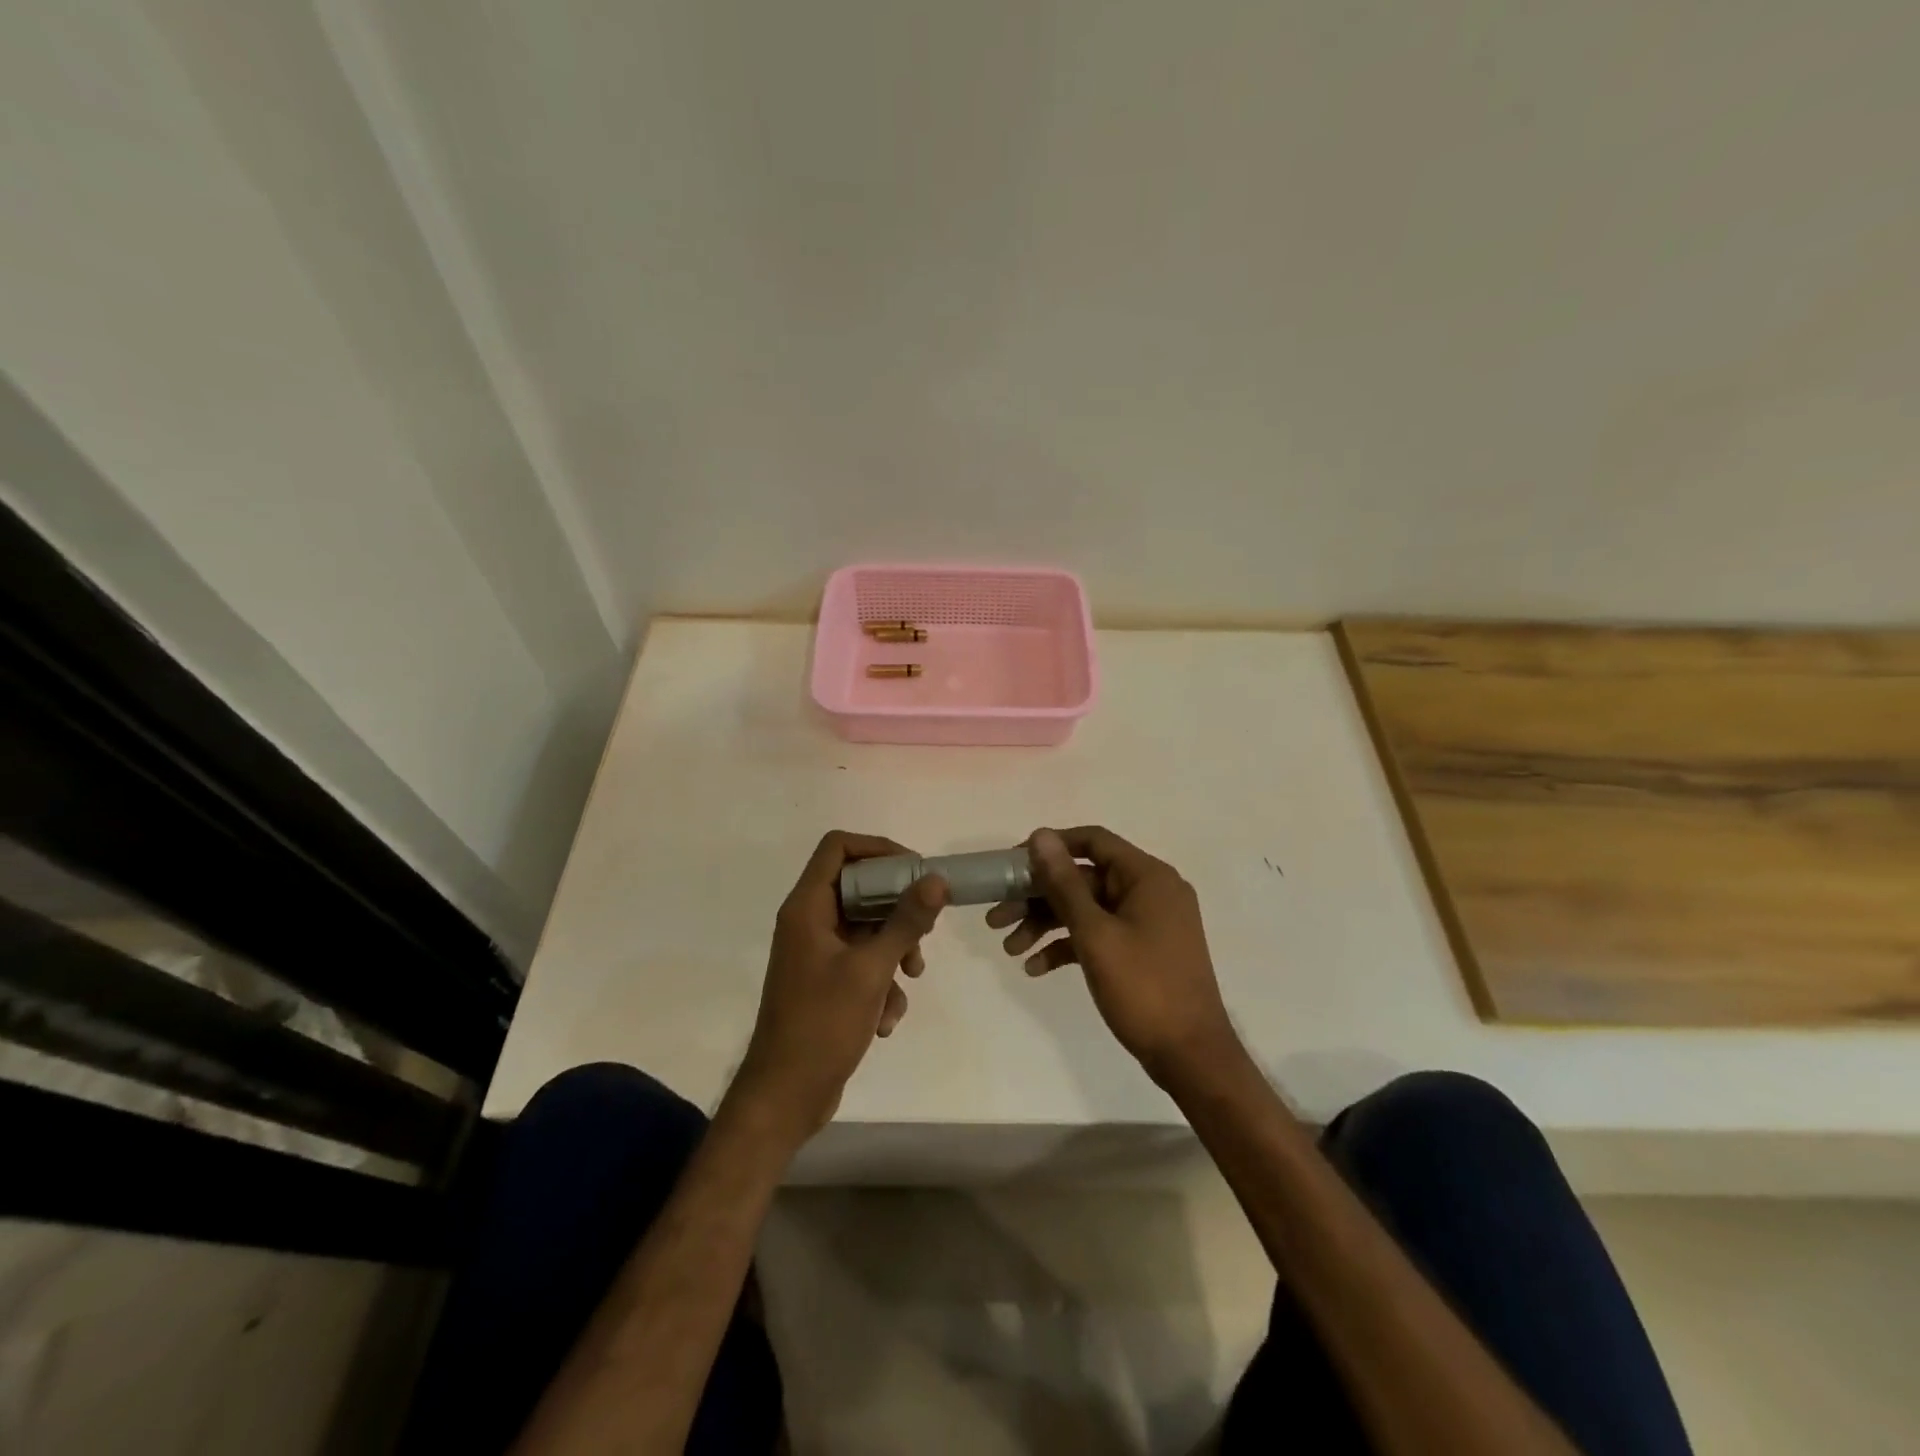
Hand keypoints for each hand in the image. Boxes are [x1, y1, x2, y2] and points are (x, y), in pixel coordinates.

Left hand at [732, 831, 947, 1142]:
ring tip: (911, 976)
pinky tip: (887, 1018)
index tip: (915, 869)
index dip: (878, 849)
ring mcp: (816, 954)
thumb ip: (905, 921)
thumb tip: (936, 879)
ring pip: (867, 929)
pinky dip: (881, 983)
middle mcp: (809, 922)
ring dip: (895, 950)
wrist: (785, 1096)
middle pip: (860, 888)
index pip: (838, 847)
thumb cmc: (822, 1025)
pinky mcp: (826, 982)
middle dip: (897, 909)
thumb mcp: (871, 969)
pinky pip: (862, 963)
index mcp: (807, 908)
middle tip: (925, 927)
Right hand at [987, 827, 1238, 1085]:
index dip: (1050, 847)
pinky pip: (1099, 935)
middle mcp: (1150, 891)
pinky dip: (1068, 946)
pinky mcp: (1142, 950)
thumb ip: (1064, 883)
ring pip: (1086, 910)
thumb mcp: (1095, 934)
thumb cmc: (1144, 987)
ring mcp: (1148, 922)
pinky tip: (1035, 968)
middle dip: (1038, 898)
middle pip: (1083, 879)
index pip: (1092, 841)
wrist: (1191, 1057)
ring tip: (1009, 950)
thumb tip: (1041, 836)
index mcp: (1147, 876)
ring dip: (1046, 925)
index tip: (1012, 865)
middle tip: (997, 919)